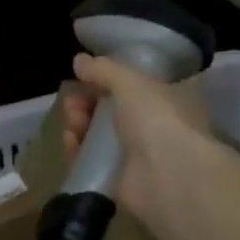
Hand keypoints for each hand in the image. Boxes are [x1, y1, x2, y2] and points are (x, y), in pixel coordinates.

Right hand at [60, 53, 214, 230]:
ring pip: (96, 134)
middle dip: (86, 102)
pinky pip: (90, 159)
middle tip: (73, 102)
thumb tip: (78, 60)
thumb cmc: (158, 119)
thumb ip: (103, 69)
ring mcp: (135, 155)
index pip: (132, 85)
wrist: (168, 176)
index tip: (85, 76)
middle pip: (109, 109)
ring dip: (78, 123)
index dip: (107, 79)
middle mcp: (153, 126)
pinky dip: (77, 149)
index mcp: (167, 99)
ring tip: (73, 122)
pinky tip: (71, 141)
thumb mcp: (131, 81)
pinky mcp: (117, 178)